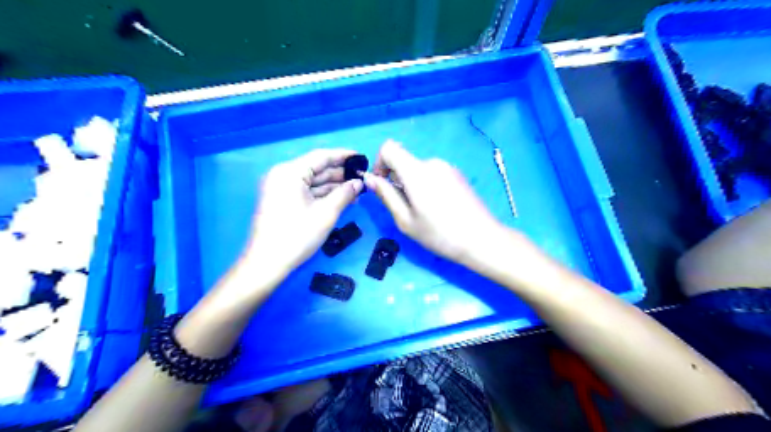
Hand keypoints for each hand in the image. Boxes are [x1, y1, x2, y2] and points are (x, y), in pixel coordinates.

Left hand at [247, 149, 364, 276]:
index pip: (321, 157)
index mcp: (290, 172)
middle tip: (363, 178)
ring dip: (334, 186)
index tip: (362, 159)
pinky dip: (323, 195)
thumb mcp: (326, 213)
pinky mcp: (282, 200)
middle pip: (317, 168)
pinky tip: (341, 199)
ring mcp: (281, 188)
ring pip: (312, 181)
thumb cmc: (298, 235)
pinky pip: (306, 192)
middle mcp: (283, 175)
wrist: (268, 263)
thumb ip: (345, 193)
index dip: (344, 156)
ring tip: (357, 190)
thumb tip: (359, 183)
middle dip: (340, 174)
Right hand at [365, 141, 510, 264]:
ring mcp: (447, 167)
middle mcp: (432, 162)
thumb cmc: (439, 234)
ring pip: (418, 169)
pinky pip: (433, 173)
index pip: (389, 148)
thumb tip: (369, 178)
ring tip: (424, 211)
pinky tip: (438, 207)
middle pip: (404, 161)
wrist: (481, 239)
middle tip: (405, 208)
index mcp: (416, 171)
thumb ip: (386, 195)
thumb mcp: (405, 220)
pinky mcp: (457, 174)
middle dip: (397, 180)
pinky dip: (426, 185)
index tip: (382, 185)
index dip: (379, 163)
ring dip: (412, 185)